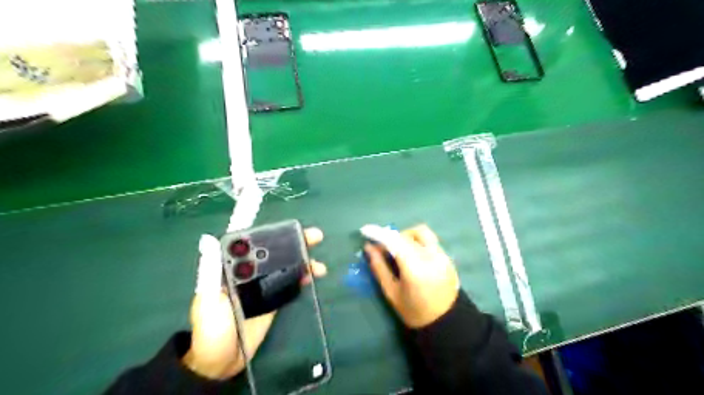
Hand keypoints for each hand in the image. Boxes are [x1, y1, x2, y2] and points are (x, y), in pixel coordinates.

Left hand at [180, 228, 324, 379]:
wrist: (221, 363)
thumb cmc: (211, 331)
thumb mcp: (208, 301)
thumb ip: (211, 272)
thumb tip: (208, 239)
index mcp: (231, 269)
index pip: (253, 244)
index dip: (271, 233)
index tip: (290, 228)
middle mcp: (249, 273)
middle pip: (273, 252)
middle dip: (295, 243)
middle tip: (315, 237)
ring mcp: (263, 286)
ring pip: (285, 266)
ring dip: (303, 261)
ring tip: (319, 264)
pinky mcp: (273, 299)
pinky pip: (289, 283)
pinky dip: (302, 277)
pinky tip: (312, 275)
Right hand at [362, 223, 462, 328]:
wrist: (446, 321)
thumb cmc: (414, 311)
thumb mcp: (391, 292)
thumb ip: (379, 267)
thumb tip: (369, 247)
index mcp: (415, 268)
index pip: (394, 241)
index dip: (378, 233)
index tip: (365, 231)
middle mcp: (430, 256)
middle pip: (406, 235)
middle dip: (390, 237)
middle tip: (381, 248)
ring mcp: (441, 255)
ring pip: (420, 232)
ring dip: (405, 236)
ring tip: (398, 250)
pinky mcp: (447, 256)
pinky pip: (429, 240)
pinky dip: (416, 241)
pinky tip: (411, 255)